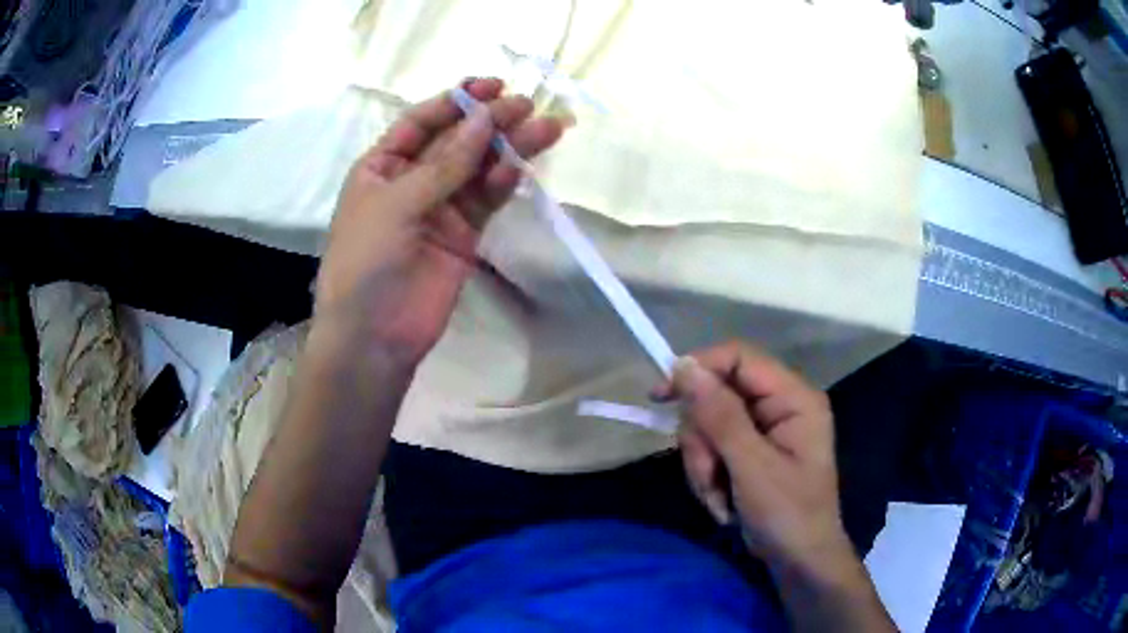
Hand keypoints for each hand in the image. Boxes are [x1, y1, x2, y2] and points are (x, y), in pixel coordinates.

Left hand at [315, 78, 563, 364]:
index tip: (491, 86)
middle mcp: (412, 180)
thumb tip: (485, 119)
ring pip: (479, 168)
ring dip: (509, 147)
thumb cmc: (366, 261)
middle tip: (526, 106)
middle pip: (457, 140)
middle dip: (489, 121)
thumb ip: (444, 164)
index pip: (423, 122)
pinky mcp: (465, 234)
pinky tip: (520, 167)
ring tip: (547, 127)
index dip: (456, 102)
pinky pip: (487, 199)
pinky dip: (503, 182)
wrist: (374, 336)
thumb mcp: (396, 204)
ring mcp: (441, 207)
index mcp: (382, 166)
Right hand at [653, 341, 850, 574]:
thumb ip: (721, 416)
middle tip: (706, 474)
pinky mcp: (750, 449)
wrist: (799, 560)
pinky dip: (707, 473)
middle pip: (718, 393)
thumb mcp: (752, 468)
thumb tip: (684, 366)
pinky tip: (720, 499)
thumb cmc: (788, 514)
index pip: (739, 358)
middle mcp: (779, 404)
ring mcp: (764, 428)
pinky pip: (712, 445)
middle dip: (702, 438)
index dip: (699, 368)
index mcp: (793, 397)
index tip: (662, 395)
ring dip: (702, 461)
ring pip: (709, 423)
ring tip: (716, 495)